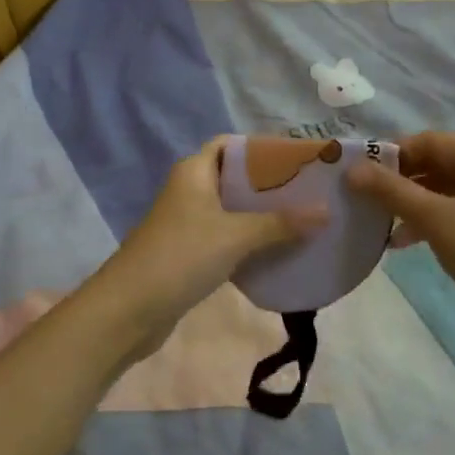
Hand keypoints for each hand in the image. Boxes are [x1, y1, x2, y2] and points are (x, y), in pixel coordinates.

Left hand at [86, 137, 326, 359]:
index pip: (230, 144)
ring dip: (262, 215)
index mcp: (194, 171)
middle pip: (235, 177)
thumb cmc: (180, 257)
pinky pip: (226, 237)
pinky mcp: (189, 253)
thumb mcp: (235, 236)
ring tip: (304, 220)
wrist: (128, 310)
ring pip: (232, 210)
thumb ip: (280, 223)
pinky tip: (278, 251)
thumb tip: (326, 210)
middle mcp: (190, 190)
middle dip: (270, 184)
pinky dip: (250, 241)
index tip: (298, 159)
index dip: (262, 148)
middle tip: (310, 192)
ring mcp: (187, 223)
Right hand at [347, 131, 454, 347]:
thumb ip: (391, 190)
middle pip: (434, 163)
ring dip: (408, 204)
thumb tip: (351, 169)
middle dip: (397, 181)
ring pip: (441, 190)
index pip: (427, 141)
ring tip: (376, 223)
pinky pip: (452, 212)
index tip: (356, 174)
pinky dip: (427, 221)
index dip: (389, 154)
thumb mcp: (435, 219)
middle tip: (361, 199)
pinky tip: (401, 242)